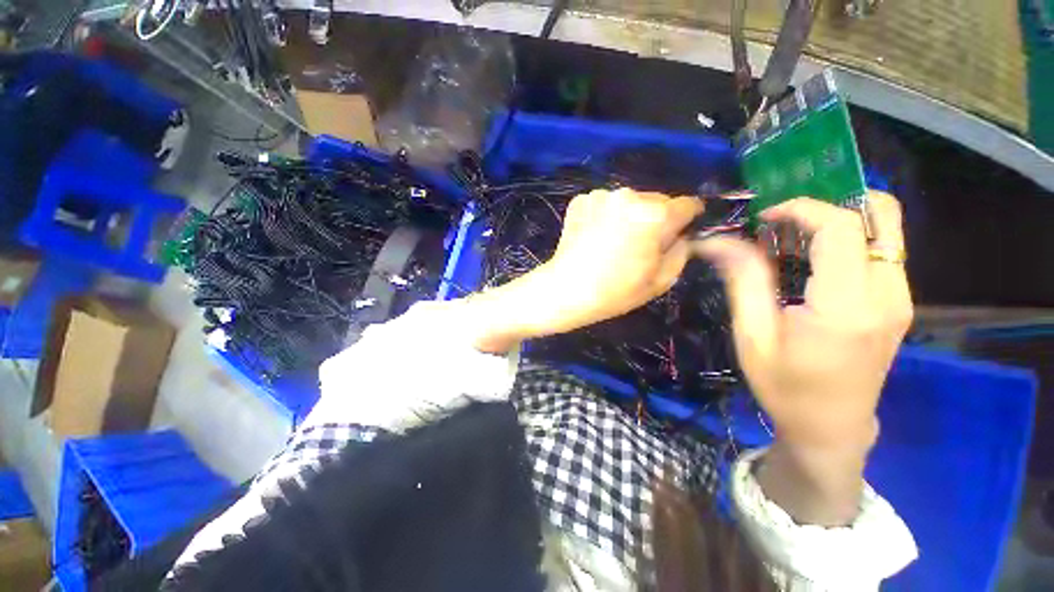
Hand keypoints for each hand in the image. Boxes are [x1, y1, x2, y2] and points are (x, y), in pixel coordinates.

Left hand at [468, 188, 701, 353]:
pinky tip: (595, 237)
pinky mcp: (581, 200)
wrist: (566, 290)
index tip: (679, 232)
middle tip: (641, 244)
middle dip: (655, 219)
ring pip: (629, 202)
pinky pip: (605, 205)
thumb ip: (681, 252)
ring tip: (614, 242)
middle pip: (657, 201)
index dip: (687, 220)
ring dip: (629, 216)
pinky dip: (605, 216)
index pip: (688, 205)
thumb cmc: (615, 291)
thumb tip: (682, 236)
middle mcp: (630, 195)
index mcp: (655, 215)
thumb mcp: (660, 280)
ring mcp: (601, 195)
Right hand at [696, 192, 911, 524]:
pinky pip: (882, 248)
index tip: (764, 217)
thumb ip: (743, 281)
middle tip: (786, 218)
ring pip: (886, 227)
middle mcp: (888, 293)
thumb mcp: (753, 336)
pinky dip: (849, 237)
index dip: (801, 208)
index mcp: (848, 305)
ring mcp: (900, 297)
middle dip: (833, 200)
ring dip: (840, 217)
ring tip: (793, 236)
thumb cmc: (785, 386)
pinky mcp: (898, 302)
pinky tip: (812, 258)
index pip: (841, 227)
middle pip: (882, 213)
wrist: (831, 427)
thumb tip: (717, 241)